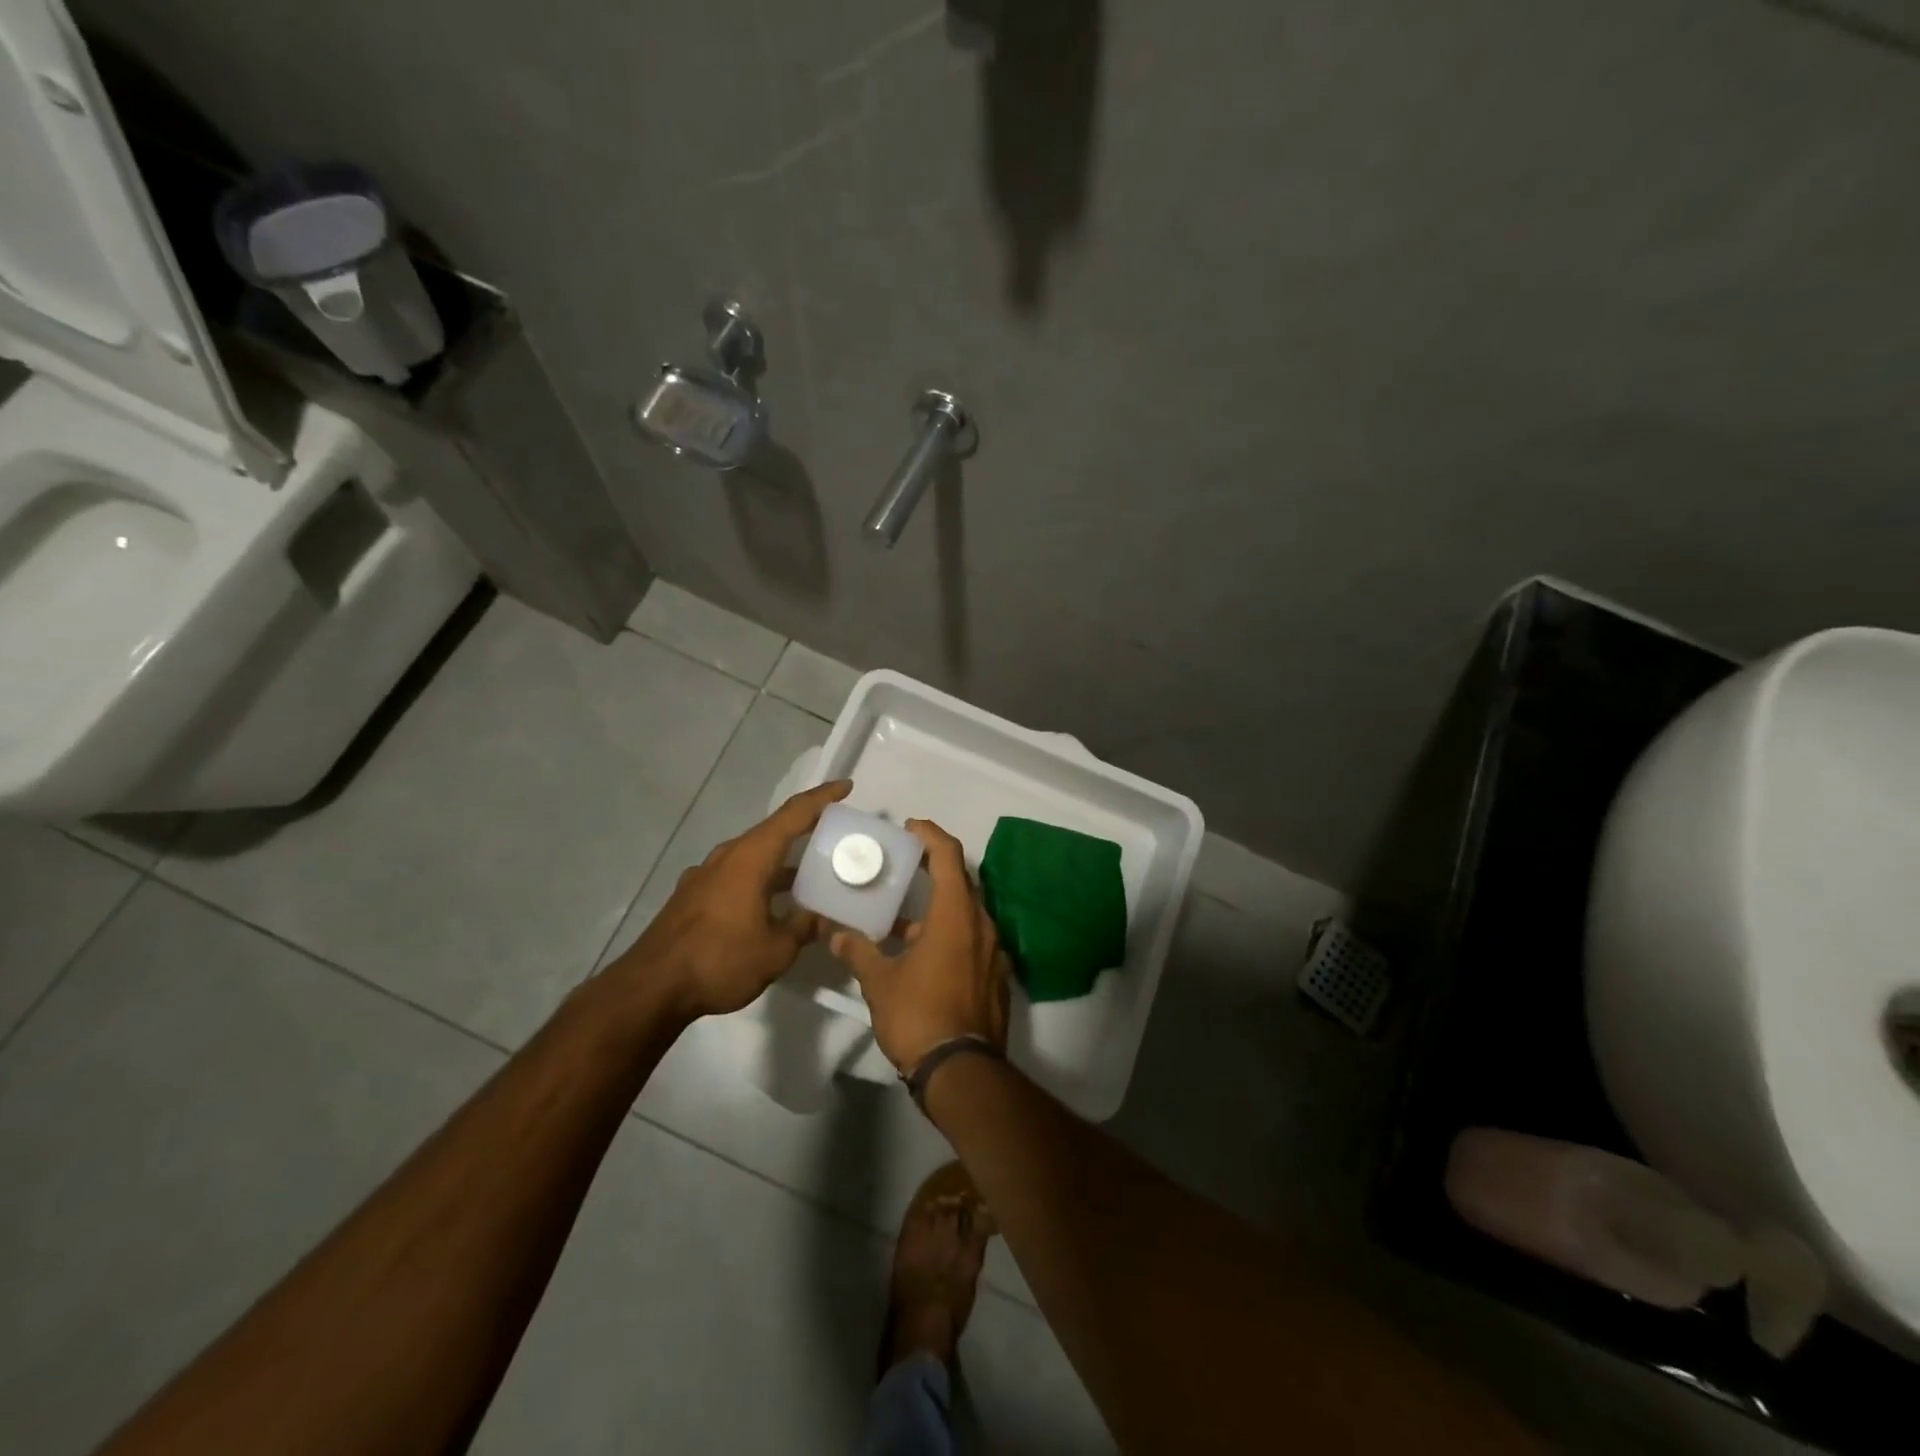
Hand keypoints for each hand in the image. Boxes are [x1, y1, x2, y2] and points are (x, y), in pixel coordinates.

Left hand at [615, 779, 851, 1019]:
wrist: (651, 988)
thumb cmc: (720, 960)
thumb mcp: (776, 949)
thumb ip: (805, 927)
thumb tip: (829, 918)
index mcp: (751, 857)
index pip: (794, 814)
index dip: (822, 797)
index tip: (846, 787)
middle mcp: (728, 856)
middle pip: (773, 831)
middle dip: (805, 830)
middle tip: (835, 837)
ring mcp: (706, 875)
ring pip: (753, 856)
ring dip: (782, 860)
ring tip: (810, 874)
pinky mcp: (693, 896)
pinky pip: (736, 875)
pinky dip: (760, 879)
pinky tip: (771, 904)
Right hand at [827, 819, 1010, 1073]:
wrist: (961, 1072)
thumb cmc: (919, 1015)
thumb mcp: (880, 982)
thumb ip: (858, 952)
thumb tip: (835, 935)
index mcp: (956, 915)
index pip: (949, 856)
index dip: (931, 836)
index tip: (911, 828)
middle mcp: (982, 926)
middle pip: (962, 882)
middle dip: (935, 869)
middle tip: (906, 865)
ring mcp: (994, 953)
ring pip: (968, 914)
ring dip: (940, 907)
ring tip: (905, 915)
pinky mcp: (996, 977)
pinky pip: (974, 941)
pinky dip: (950, 935)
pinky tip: (923, 953)